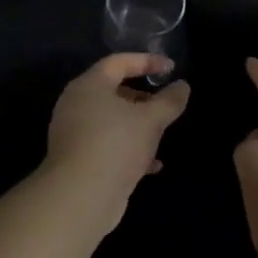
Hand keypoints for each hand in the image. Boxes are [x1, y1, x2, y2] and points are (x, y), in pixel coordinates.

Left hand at [44, 54, 191, 224]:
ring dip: (137, 126)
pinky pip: (107, 145)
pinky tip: (152, 165)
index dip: (147, 61)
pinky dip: (129, 149)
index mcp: (89, 85)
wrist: (80, 197)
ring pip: (111, 121)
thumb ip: (169, 101)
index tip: (171, 68)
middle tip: (165, 104)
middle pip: (113, 91)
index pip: (118, 62)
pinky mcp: (78, 159)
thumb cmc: (116, 145)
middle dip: (142, 98)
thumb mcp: (151, 120)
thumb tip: (182, 86)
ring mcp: (74, 133)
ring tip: (161, 134)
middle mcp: (76, 104)